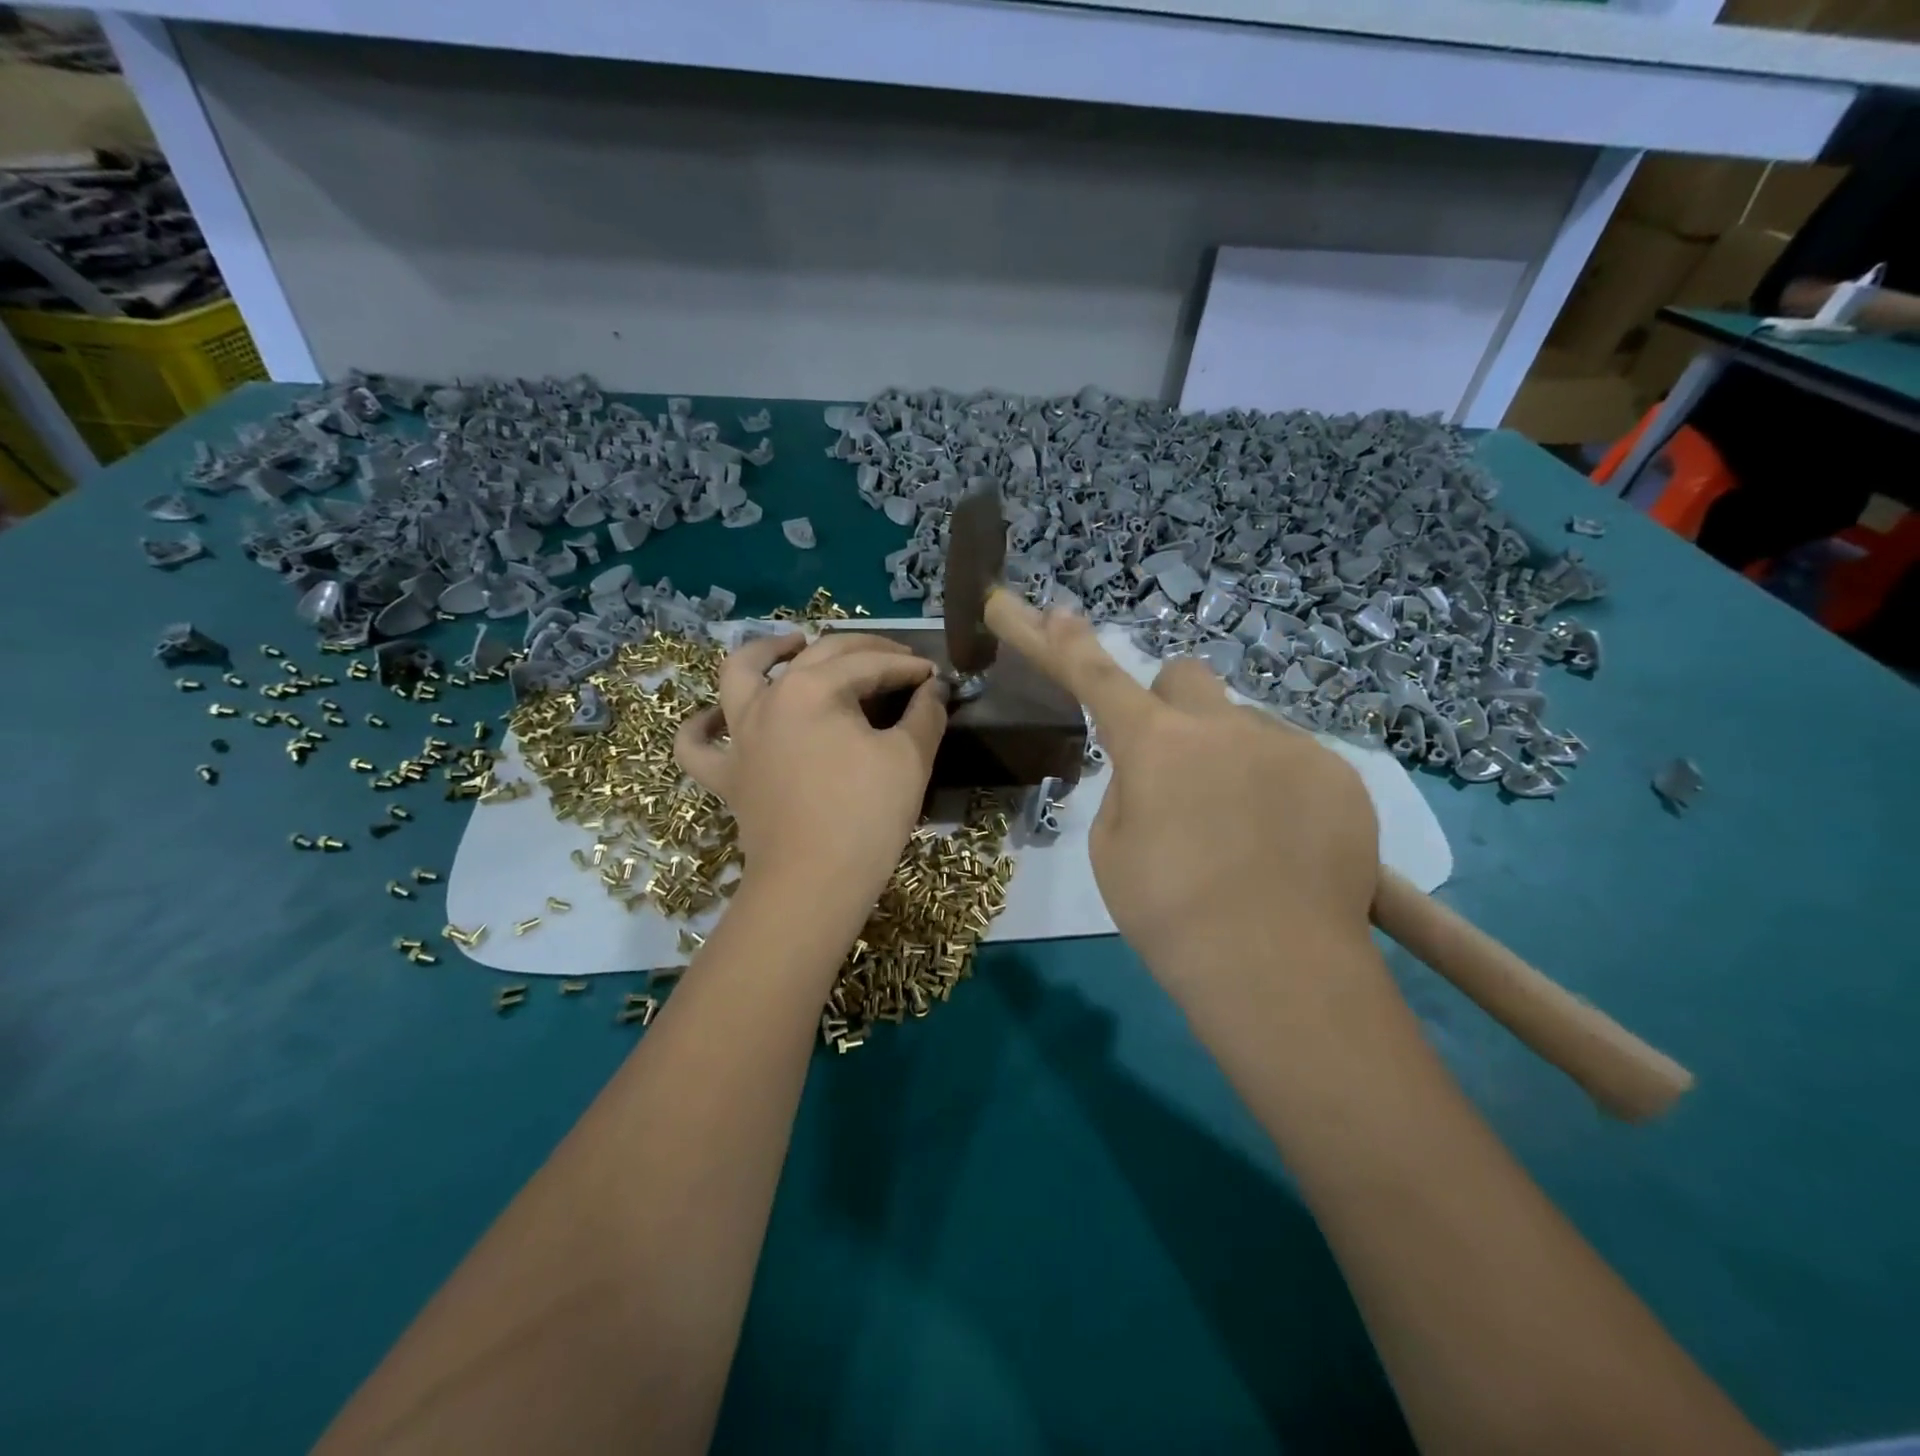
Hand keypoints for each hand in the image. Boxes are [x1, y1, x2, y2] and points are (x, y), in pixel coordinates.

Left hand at [675, 631, 947, 907]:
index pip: (870, 665)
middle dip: (864, 652)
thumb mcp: (909, 759)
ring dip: (766, 650)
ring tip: (792, 643)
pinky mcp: (726, 775)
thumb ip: (926, 714)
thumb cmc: (866, 816)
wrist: (813, 885)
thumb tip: (935, 689)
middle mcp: (768, 698)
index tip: (935, 676)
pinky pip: (697, 744)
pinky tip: (717, 717)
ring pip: (739, 675)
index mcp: (813, 688)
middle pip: (818, 656)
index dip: (908, 667)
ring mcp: (739, 736)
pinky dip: (702, 726)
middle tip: (897, 660)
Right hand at [1005, 599, 1379, 988]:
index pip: (1096, 677)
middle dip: (1171, 707)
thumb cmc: (1171, 915)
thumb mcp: (1113, 850)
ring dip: (1229, 759)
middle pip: (1186, 676)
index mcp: (1154, 745)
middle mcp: (1223, 726)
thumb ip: (1128, 790)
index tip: (1043, 608)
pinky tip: (1284, 845)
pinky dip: (1277, 788)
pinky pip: (1293, 761)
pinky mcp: (1340, 775)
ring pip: (1243, 727)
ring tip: (1241, 834)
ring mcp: (1289, 745)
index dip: (1063, 643)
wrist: (1280, 971)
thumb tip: (1157, 771)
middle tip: (1175, 767)